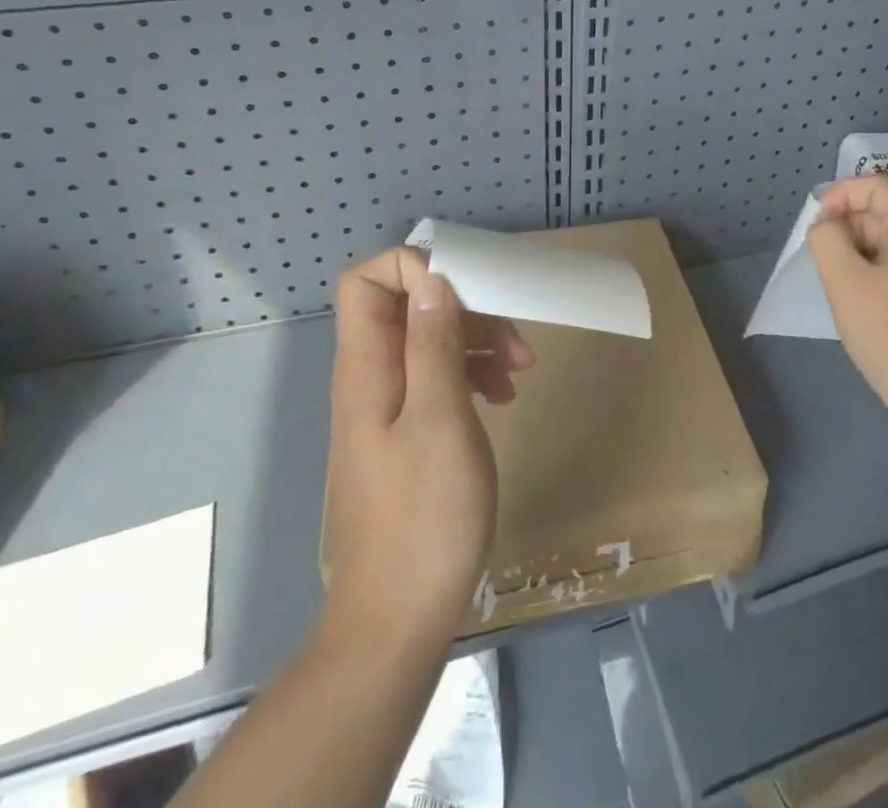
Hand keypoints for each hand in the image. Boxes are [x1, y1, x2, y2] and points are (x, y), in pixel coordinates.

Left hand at [323, 247, 535, 639]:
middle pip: (409, 307)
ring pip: (430, 341)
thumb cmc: (424, 516)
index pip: (366, 282)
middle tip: (515, 341)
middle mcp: (371, 377)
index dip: (412, 268)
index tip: (467, 287)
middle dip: (465, 309)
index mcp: (367, 367)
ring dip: (478, 342)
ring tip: (521, 373)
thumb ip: (433, 345)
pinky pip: (438, 378)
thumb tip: (432, 280)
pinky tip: (504, 398)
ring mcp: (389, 406)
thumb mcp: (440, 420)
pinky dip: (473, 375)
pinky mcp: (408, 431)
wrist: (398, 619)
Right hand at [806, 176, 887, 431]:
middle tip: (825, 262)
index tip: (817, 226)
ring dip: (855, 250)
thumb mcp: (844, 280)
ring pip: (885, 236)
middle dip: (846, 227)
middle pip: (880, 210)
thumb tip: (827, 225)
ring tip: (841, 283)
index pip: (875, 186)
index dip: (840, 195)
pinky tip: (858, 297)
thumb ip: (827, 238)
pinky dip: (870, 267)